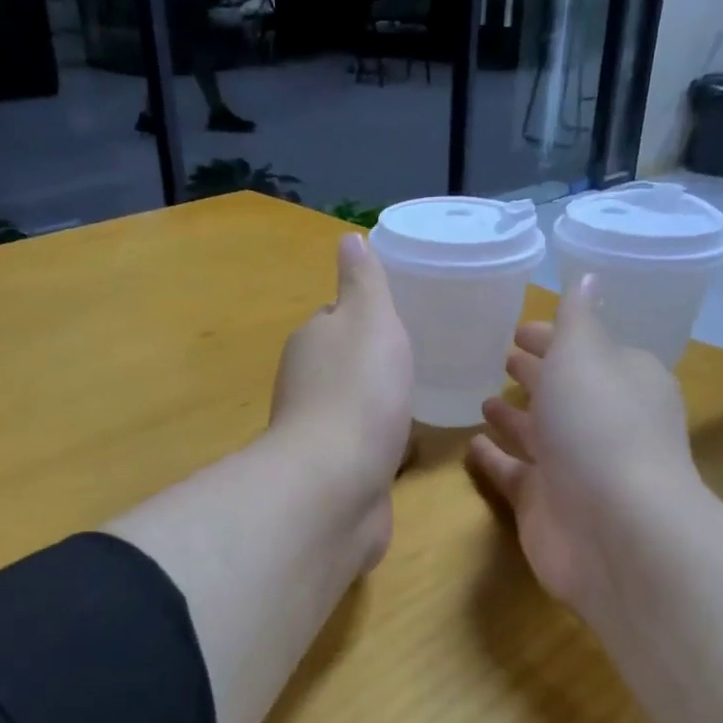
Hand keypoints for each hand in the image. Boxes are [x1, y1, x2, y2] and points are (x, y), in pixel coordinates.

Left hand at [268, 233, 414, 569]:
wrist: (337, 484)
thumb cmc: (360, 391)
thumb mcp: (370, 319)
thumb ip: (363, 282)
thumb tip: (348, 239)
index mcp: (312, 342)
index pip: (334, 319)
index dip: (362, 317)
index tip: (395, 320)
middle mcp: (306, 384)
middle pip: (342, 364)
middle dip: (372, 363)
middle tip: (416, 361)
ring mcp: (319, 432)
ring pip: (353, 408)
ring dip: (377, 405)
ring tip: (416, 402)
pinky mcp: (335, 473)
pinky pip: (363, 447)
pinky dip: (381, 444)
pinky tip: (407, 448)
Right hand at [468, 275, 699, 621]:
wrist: (614, 530)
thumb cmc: (600, 426)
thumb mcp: (585, 355)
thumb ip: (577, 319)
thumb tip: (589, 276)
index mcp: (621, 380)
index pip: (584, 348)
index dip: (553, 336)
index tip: (518, 326)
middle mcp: (601, 421)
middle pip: (562, 391)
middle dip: (534, 373)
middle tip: (498, 356)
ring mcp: (573, 466)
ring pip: (538, 433)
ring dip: (514, 415)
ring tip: (482, 396)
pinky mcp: (545, 503)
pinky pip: (514, 472)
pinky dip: (495, 458)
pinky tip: (470, 444)